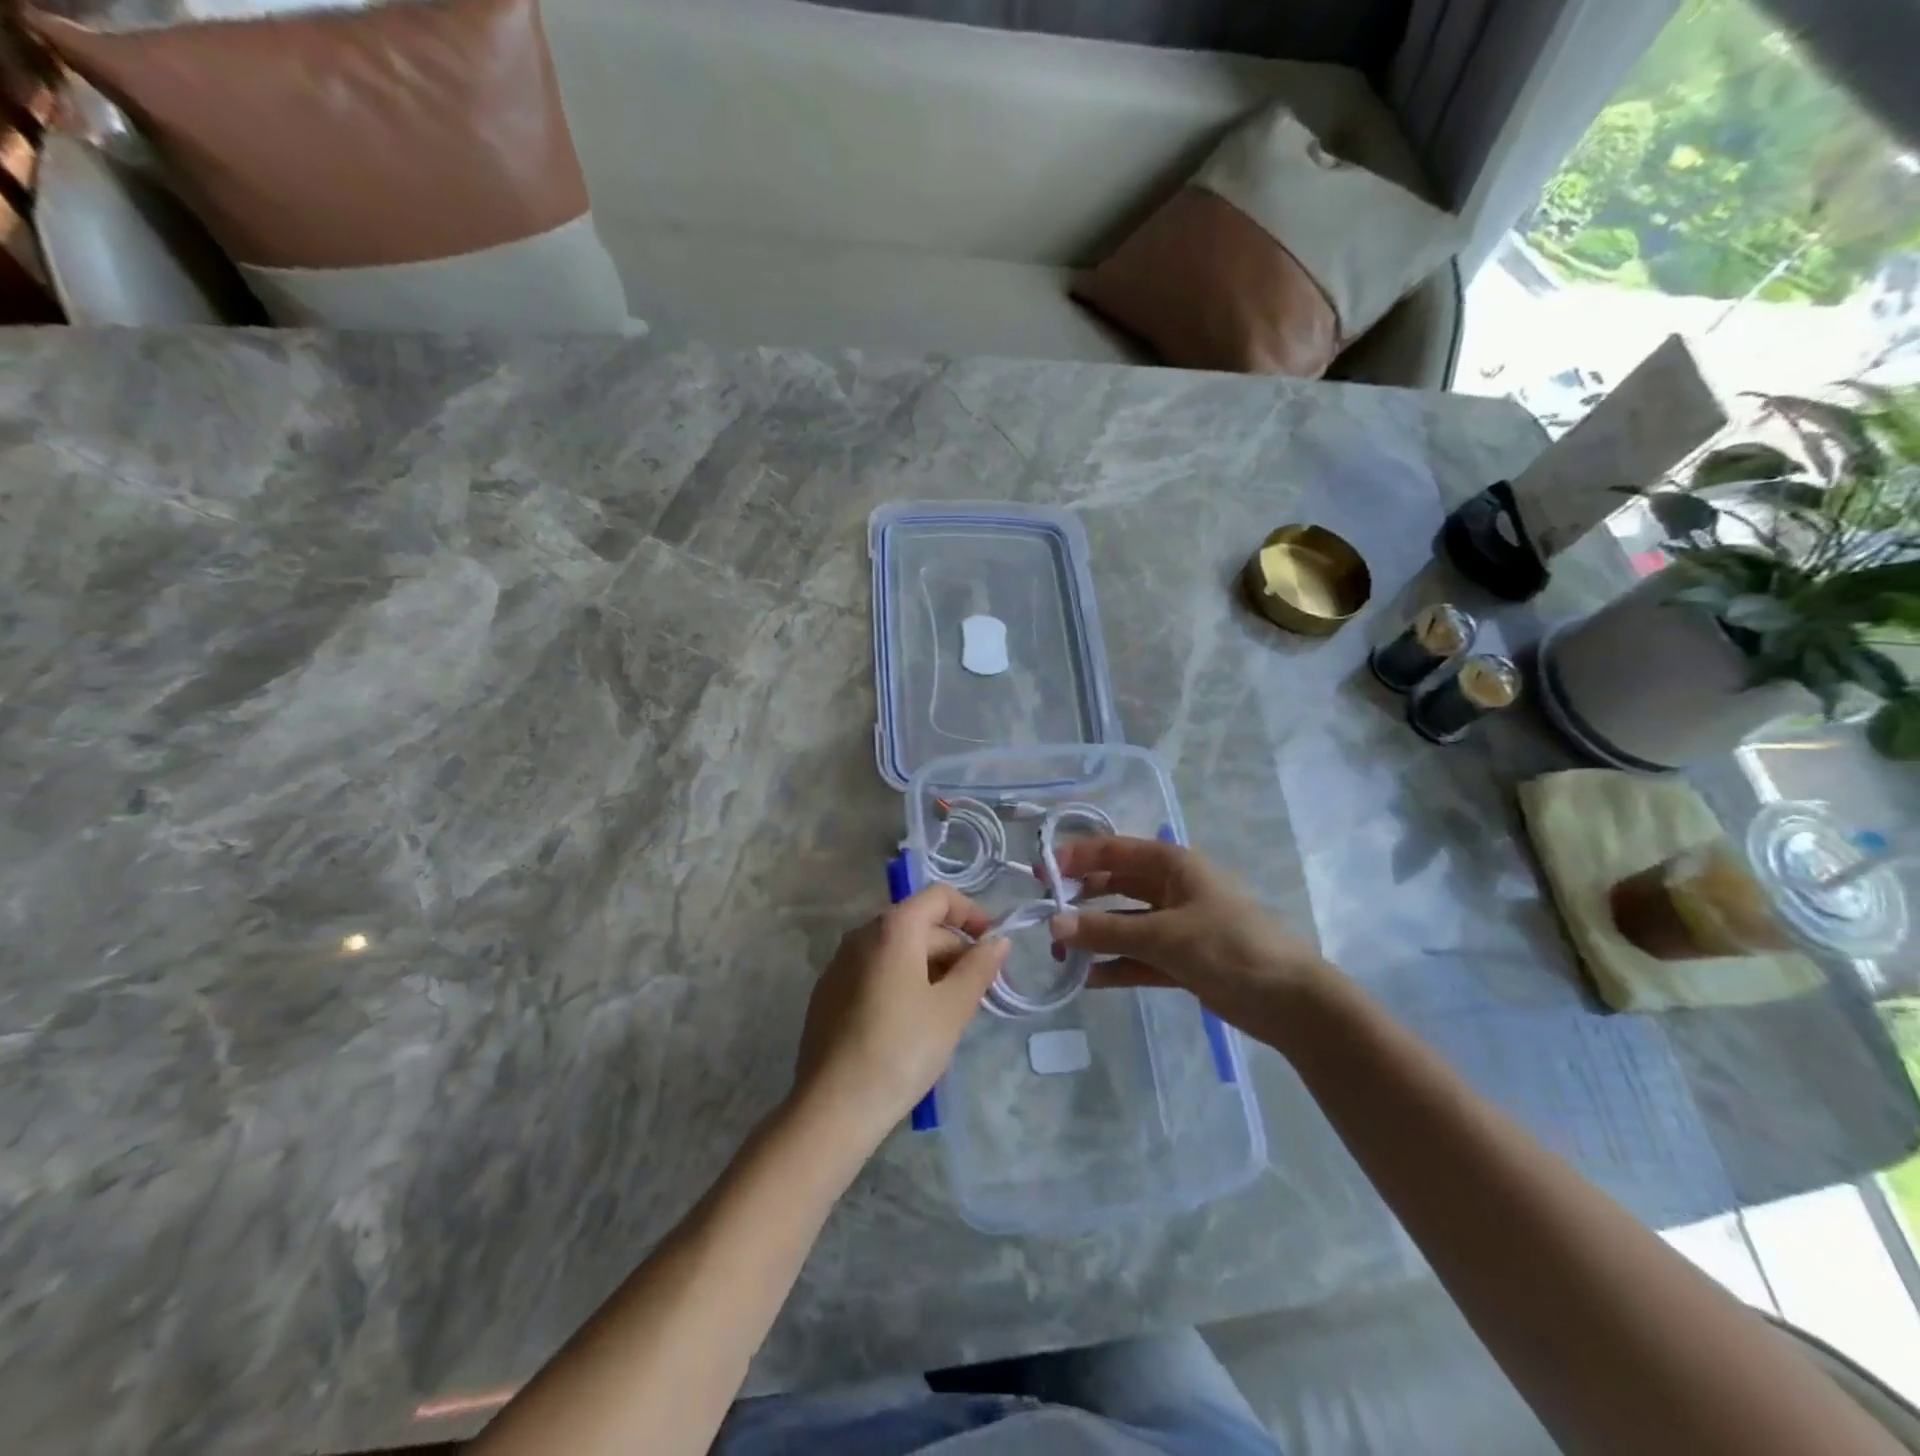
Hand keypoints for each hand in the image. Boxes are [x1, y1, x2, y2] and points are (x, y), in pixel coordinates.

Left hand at [791, 885, 1009, 1145]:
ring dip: (931, 967)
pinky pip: (876, 971)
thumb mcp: (951, 1009)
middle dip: (955, 949)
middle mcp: (861, 935)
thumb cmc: (900, 1050)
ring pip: (897, 950)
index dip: (971, 913)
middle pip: (919, 924)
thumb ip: (979, 967)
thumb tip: (998, 940)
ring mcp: (840, 964)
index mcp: (892, 928)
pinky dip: (903, 981)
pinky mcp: (829, 993)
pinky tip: (913, 1022)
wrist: (832, 1107)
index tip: (993, 945)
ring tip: (951, 1009)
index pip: (939, 897)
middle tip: (980, 990)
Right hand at [1048, 836, 1333, 1046]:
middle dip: (1081, 899)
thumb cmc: (1229, 947)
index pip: (1113, 851)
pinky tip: (1089, 978)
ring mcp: (1177, 924)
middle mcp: (1172, 888)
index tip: (1041, 874)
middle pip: (1115, 885)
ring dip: (1094, 936)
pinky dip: (1115, 964)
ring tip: (1060, 953)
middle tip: (1045, 917)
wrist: (1290, 1001)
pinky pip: (1138, 956)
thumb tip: (1054, 924)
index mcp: (1172, 865)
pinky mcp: (1181, 959)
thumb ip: (1106, 930)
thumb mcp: (1164, 936)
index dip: (1076, 857)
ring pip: (1124, 923)